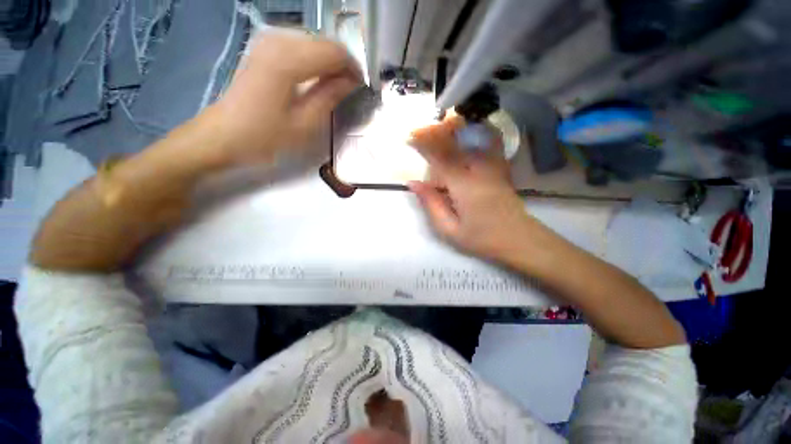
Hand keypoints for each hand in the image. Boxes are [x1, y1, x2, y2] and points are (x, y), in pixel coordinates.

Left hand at [209, 31, 361, 164]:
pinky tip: (317, 78)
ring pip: (314, 42)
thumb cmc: (265, 136)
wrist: (224, 134)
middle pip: (324, 42)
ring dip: (329, 62)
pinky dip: (314, 60)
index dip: (353, 67)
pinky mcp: (264, 48)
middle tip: (350, 88)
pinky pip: (300, 45)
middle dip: (342, 64)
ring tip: (336, 86)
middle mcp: (278, 40)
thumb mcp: (305, 123)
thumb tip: (350, 81)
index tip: (362, 86)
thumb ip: (330, 96)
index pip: (334, 51)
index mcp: (288, 61)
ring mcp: (268, 41)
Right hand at [408, 116, 532, 263]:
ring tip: (439, 131)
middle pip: (453, 144)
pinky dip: (475, 137)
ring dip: (452, 134)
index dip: (423, 146)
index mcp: (462, 185)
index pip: (438, 158)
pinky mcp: (499, 169)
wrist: (519, 239)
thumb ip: (431, 204)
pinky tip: (469, 135)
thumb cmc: (481, 238)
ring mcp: (491, 167)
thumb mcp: (449, 229)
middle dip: (435, 135)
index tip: (410, 139)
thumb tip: (414, 184)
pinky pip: (486, 146)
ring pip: (469, 142)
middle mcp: (477, 169)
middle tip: (420, 133)